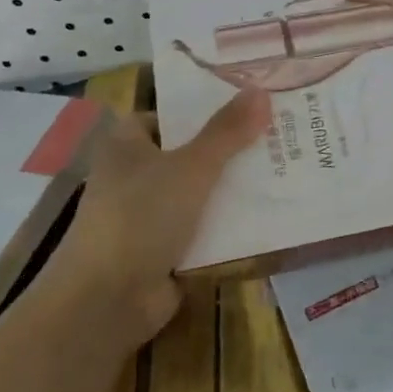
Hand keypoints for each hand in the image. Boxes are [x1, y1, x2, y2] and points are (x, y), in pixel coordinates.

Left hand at [47, 88, 270, 348]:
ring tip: (285, 169)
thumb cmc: (141, 218)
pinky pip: (203, 228)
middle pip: (190, 152)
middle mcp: (134, 176)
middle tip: (279, 134)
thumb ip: (227, 132)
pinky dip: (229, 225)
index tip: (248, 104)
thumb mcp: (191, 167)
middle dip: (230, 148)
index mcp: (127, 145)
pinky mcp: (164, 251)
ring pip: (200, 192)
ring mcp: (148, 216)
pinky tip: (269, 215)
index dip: (204, 108)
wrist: (107, 301)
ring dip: (234, 188)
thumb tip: (261, 90)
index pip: (168, 115)